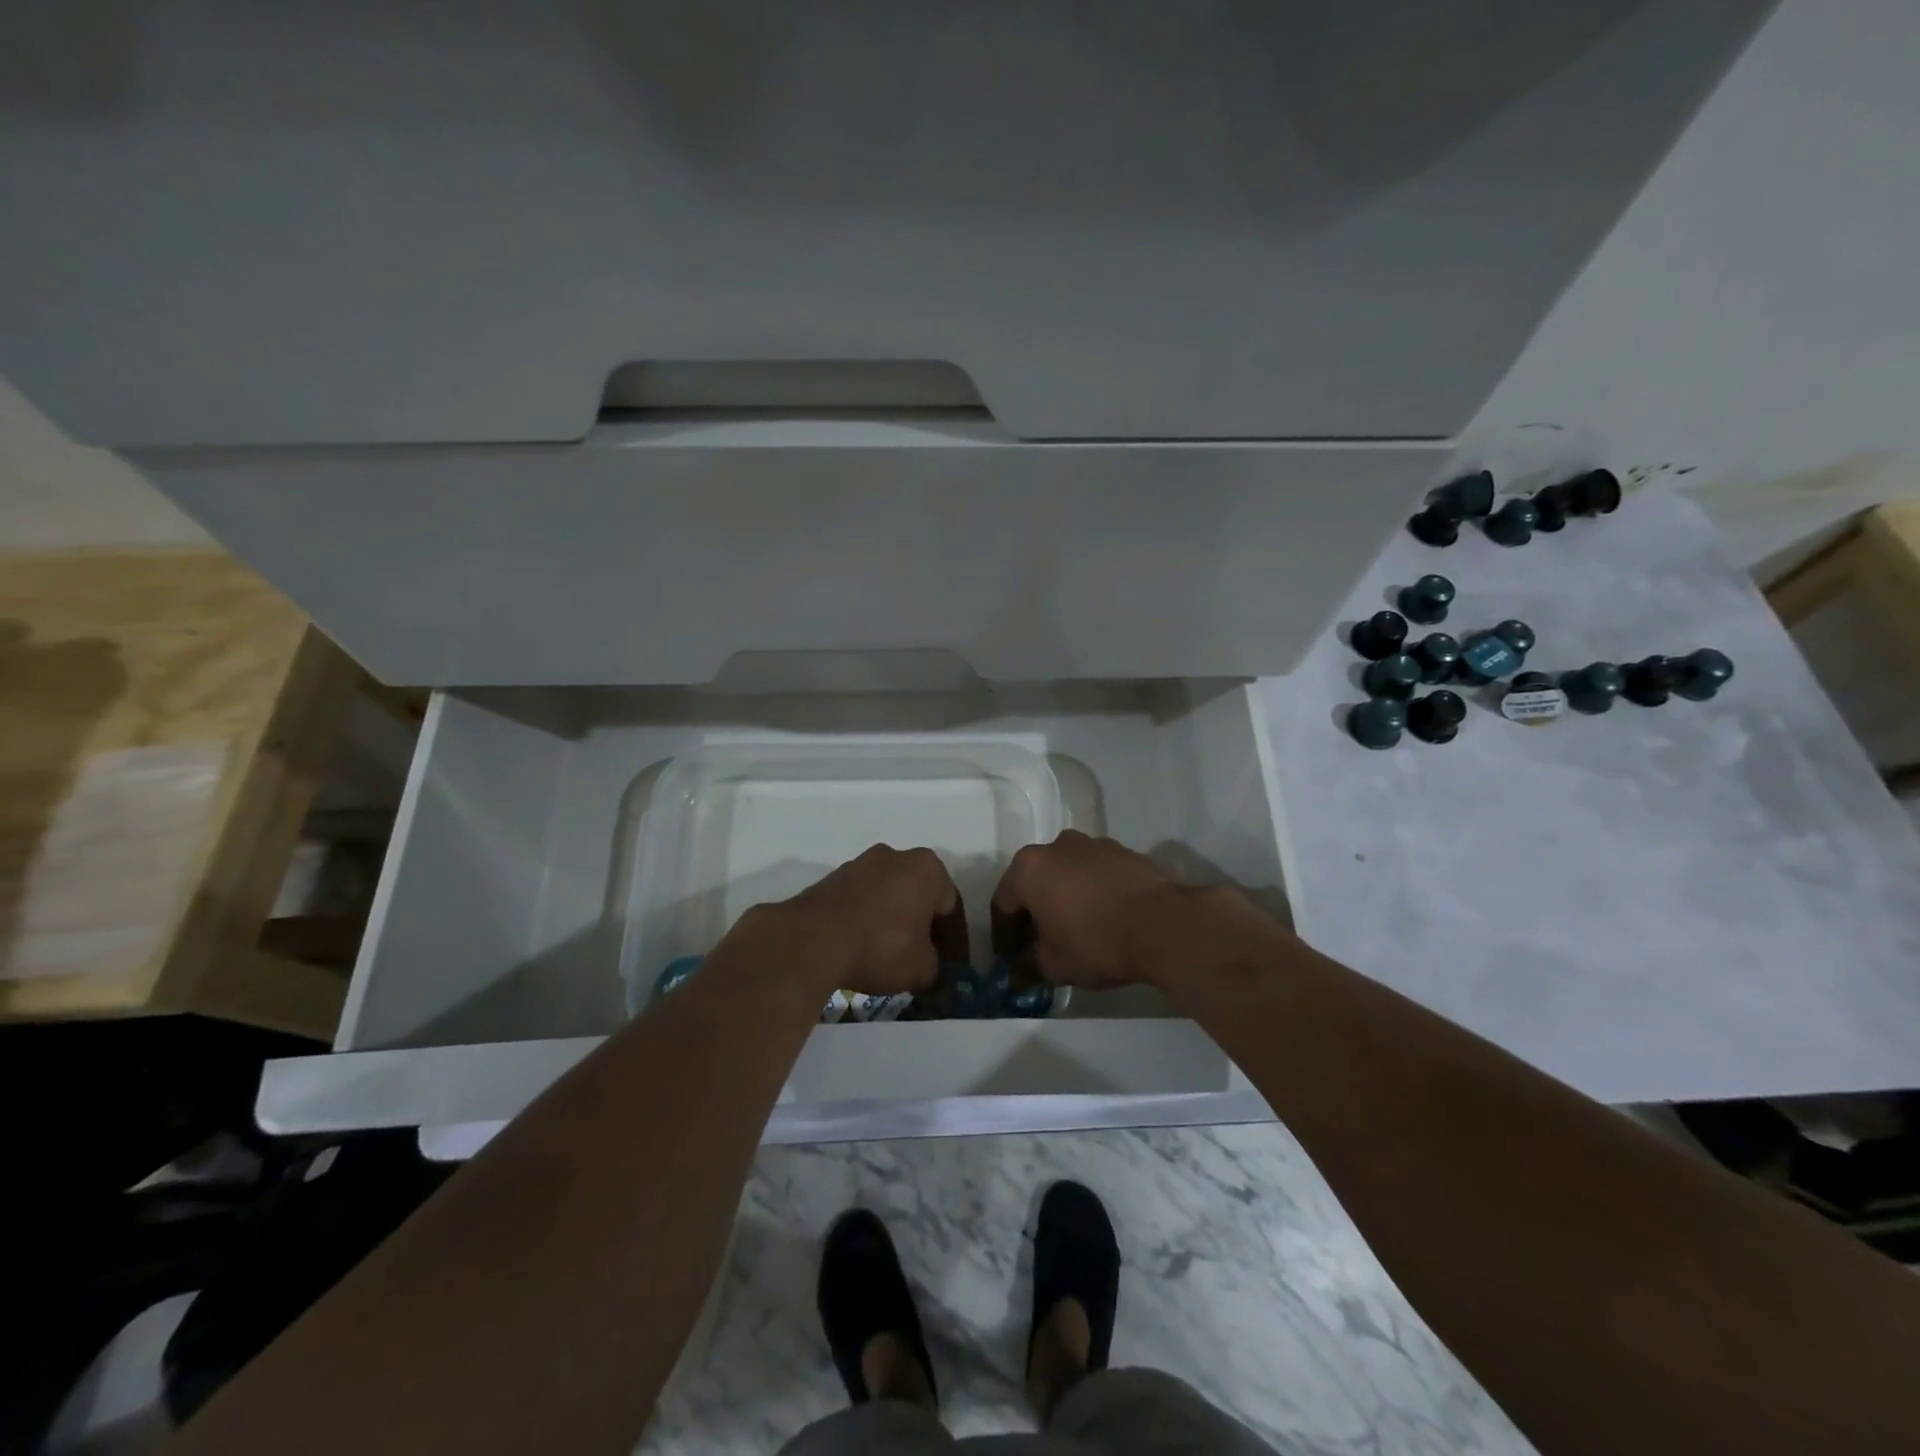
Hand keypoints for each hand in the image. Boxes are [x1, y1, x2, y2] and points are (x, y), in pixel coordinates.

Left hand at [729, 845, 964, 998]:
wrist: (813, 939)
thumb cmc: (882, 945)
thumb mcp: (921, 968)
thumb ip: (936, 972)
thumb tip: (937, 983)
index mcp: (928, 868)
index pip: (952, 908)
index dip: (956, 944)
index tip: (954, 969)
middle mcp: (897, 856)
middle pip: (920, 897)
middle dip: (925, 930)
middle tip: (927, 962)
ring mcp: (861, 864)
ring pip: (891, 897)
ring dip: (896, 925)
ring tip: (894, 958)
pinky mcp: (833, 878)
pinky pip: (863, 902)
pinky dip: (870, 922)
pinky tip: (866, 949)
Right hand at [991, 830, 1204, 989]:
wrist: (1165, 924)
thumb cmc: (1096, 942)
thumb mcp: (1054, 965)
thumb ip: (1028, 966)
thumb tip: (1017, 974)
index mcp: (1029, 868)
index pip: (1003, 902)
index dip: (1003, 934)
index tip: (1010, 957)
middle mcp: (1057, 846)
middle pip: (1035, 881)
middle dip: (1034, 912)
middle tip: (1040, 943)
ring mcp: (1094, 844)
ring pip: (1068, 874)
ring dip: (1065, 898)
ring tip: (1076, 929)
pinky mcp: (1126, 852)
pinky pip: (1097, 873)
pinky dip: (1094, 892)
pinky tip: (1106, 918)